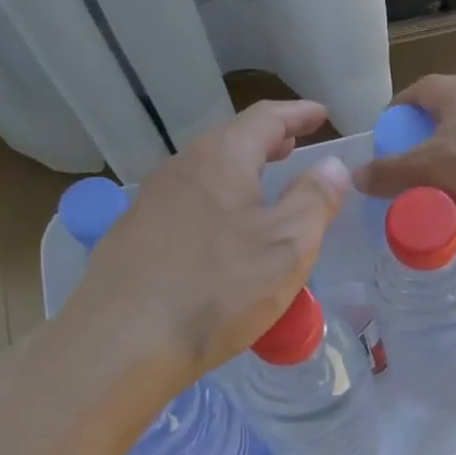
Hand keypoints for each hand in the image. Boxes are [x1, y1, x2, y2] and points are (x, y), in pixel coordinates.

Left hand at [71, 100, 350, 382]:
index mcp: (221, 158)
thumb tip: (332, 166)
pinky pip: (187, 205)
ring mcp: (150, 201)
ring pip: (205, 174)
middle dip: (266, 141)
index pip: (265, 118)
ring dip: (240, 173)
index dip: (297, 113)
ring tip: (263, 189)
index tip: (320, 114)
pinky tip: (222, 236)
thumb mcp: (287, 246)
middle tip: (294, 147)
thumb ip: (315, 199)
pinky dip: (216, 204)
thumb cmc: (218, 288)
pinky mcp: (134, 236)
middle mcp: (181, 168)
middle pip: (230, 141)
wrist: (123, 341)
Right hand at [352, 76, 455, 246]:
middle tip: (408, 166)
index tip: (386, 136)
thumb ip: (389, 173)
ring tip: (437, 187)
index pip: (420, 89)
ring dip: (453, 158)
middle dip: (424, 139)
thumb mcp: (427, 171)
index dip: (398, 110)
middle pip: (447, 114)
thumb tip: (356, 176)